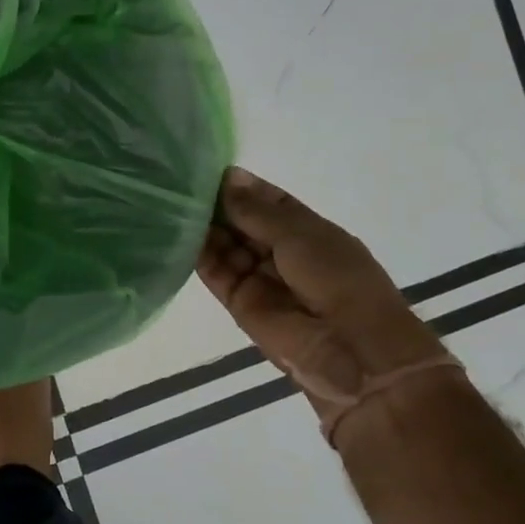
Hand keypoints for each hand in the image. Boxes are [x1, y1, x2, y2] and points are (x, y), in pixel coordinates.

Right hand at [198, 168, 454, 440]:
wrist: (350, 351)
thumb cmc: (337, 280)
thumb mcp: (300, 234)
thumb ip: (257, 210)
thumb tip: (227, 178)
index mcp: (310, 232)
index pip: (270, 202)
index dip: (243, 188)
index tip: (210, 171)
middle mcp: (283, 253)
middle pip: (244, 223)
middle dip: (219, 205)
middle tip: (183, 185)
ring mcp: (260, 279)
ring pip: (227, 247)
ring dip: (205, 227)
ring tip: (174, 204)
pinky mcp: (239, 304)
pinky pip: (216, 273)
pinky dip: (198, 255)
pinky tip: (177, 233)